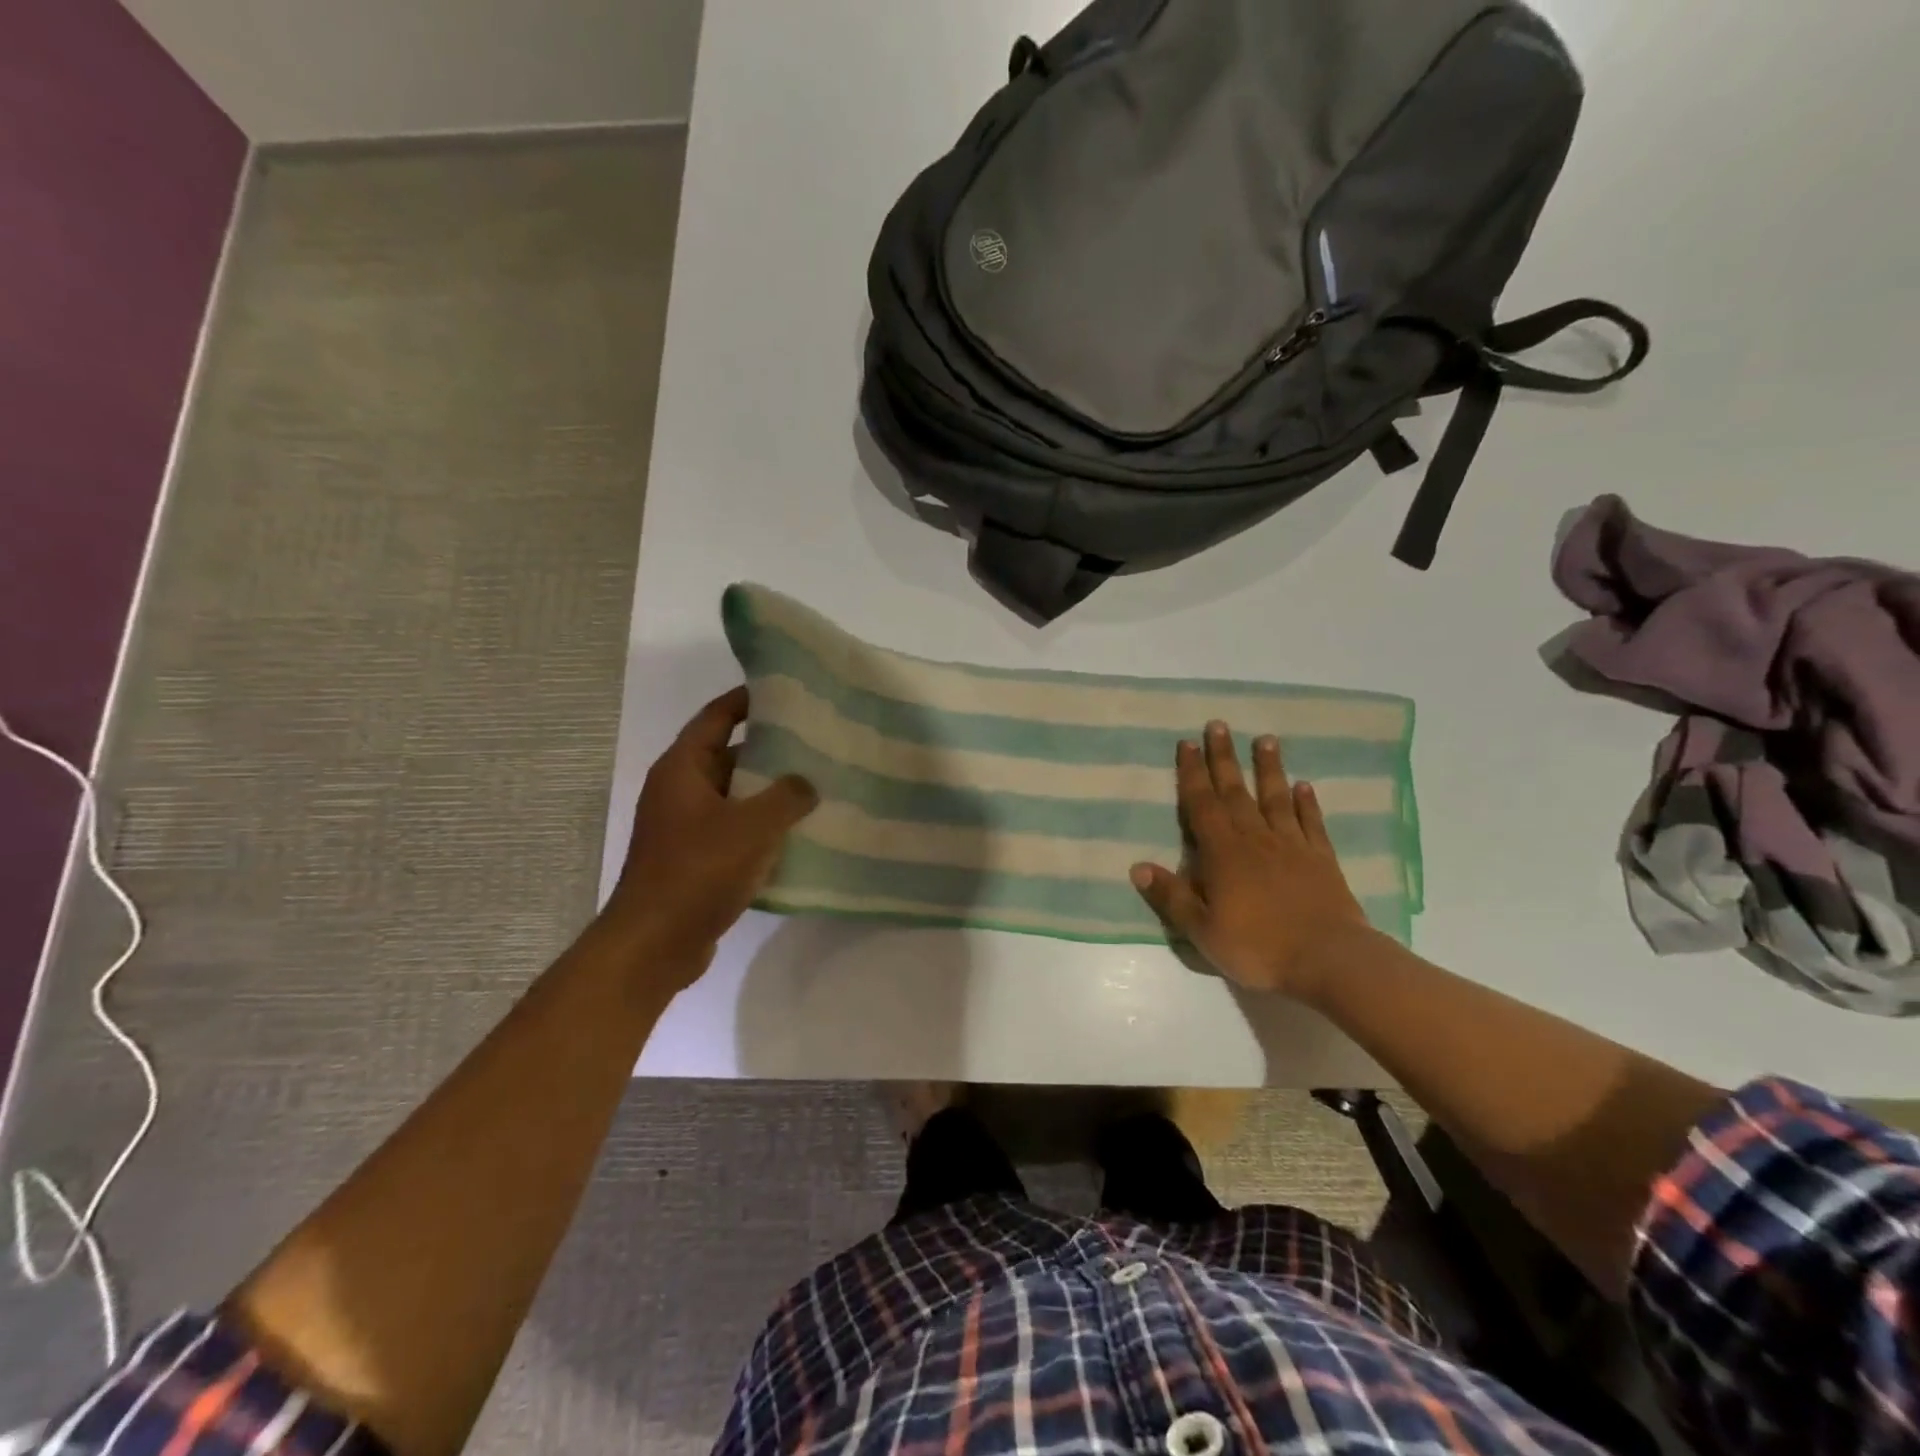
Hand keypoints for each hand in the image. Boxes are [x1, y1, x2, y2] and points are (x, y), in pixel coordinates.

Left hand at [603, 686, 816, 984]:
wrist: (656, 944)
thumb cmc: (699, 871)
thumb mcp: (753, 826)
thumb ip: (787, 796)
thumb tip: (805, 783)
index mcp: (682, 769)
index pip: (716, 718)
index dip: (746, 700)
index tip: (783, 690)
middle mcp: (679, 792)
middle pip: (728, 756)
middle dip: (769, 750)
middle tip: (814, 743)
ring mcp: (685, 828)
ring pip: (734, 797)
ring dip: (768, 793)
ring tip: (816, 786)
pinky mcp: (695, 860)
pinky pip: (734, 831)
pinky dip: (761, 828)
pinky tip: (798, 834)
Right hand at [1130, 721, 1373, 999]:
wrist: (1328, 959)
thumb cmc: (1258, 946)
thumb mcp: (1202, 929)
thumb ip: (1171, 897)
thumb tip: (1137, 867)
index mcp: (1223, 853)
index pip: (1201, 804)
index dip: (1191, 773)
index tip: (1186, 744)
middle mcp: (1255, 839)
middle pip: (1235, 791)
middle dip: (1223, 758)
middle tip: (1218, 725)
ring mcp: (1291, 846)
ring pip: (1275, 798)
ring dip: (1268, 768)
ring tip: (1265, 739)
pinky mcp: (1320, 859)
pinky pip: (1310, 823)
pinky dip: (1305, 802)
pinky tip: (1303, 786)